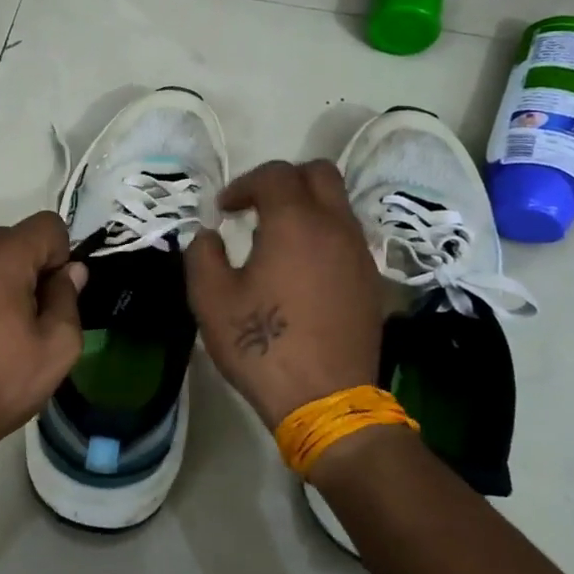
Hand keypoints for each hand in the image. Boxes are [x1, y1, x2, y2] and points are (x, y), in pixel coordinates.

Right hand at [185, 160, 388, 429]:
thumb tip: (209, 236)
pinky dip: (323, 235)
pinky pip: (347, 236)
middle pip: (319, 173)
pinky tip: (302, 269)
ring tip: (277, 239)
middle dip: (284, 180)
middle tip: (257, 207)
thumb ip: (202, 255)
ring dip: (307, 207)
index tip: (224, 211)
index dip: (243, 184)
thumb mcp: (211, 300)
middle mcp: (335, 227)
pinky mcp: (371, 281)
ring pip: (338, 204)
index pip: (274, 175)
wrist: (326, 400)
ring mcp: (360, 254)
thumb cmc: (262, 345)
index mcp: (295, 223)